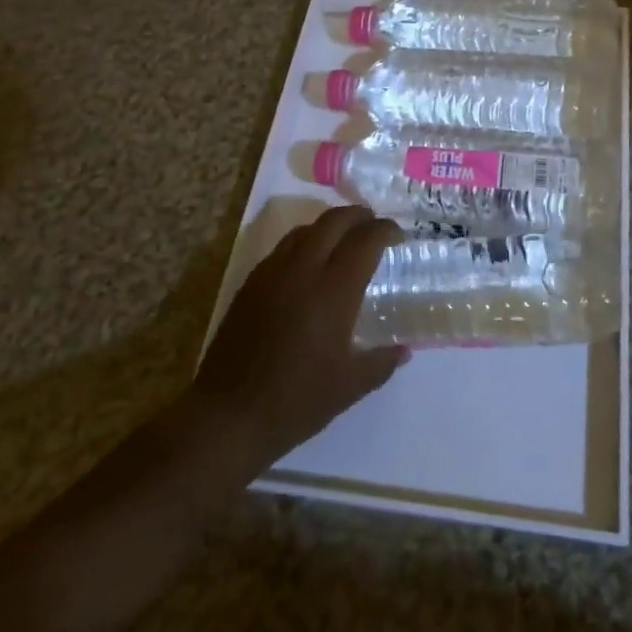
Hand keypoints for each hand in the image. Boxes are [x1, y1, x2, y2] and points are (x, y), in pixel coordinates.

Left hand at [192, 205, 407, 473]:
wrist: (228, 415)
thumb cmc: (296, 401)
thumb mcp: (349, 387)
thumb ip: (381, 363)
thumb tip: (404, 351)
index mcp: (334, 290)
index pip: (365, 240)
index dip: (385, 230)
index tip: (399, 236)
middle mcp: (304, 270)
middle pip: (334, 221)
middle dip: (359, 216)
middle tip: (374, 226)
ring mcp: (273, 273)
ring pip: (306, 229)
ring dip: (329, 226)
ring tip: (343, 240)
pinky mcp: (251, 283)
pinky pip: (283, 248)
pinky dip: (304, 243)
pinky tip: (308, 266)